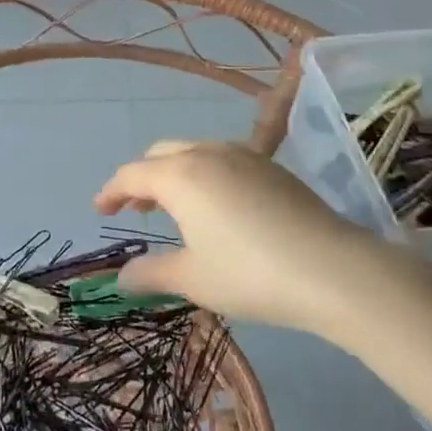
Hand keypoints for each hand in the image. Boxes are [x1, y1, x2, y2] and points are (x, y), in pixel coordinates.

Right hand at [94, 140, 431, 338]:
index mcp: (181, 175)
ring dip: (175, 173)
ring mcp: (245, 155)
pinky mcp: (273, 167)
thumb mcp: (193, 279)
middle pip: (161, 154)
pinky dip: (205, 174)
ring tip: (174, 205)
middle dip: (143, 178)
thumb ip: (151, 273)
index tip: (99, 209)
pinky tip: (218, 205)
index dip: (111, 191)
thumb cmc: (250, 274)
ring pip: (194, 151)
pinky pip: (223, 158)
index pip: (132, 174)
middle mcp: (208, 153)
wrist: (332, 269)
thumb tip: (120, 276)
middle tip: (136, 208)